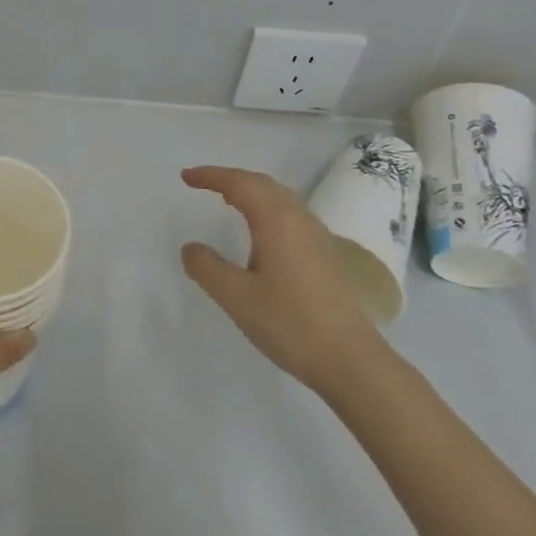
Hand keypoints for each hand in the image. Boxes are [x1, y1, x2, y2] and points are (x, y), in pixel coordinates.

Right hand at [180, 165, 391, 394]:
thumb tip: (190, 248)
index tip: (185, 177)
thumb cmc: (290, 323)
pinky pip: (291, 215)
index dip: (211, 176)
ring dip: (252, 191)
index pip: (240, 184)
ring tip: (228, 200)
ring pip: (280, 198)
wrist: (350, 359)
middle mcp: (299, 219)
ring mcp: (317, 236)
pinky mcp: (325, 254)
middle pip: (263, 184)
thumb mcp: (237, 297)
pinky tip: (261, 231)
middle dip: (231, 178)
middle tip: (203, 183)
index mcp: (277, 221)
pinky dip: (267, 208)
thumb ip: (207, 268)